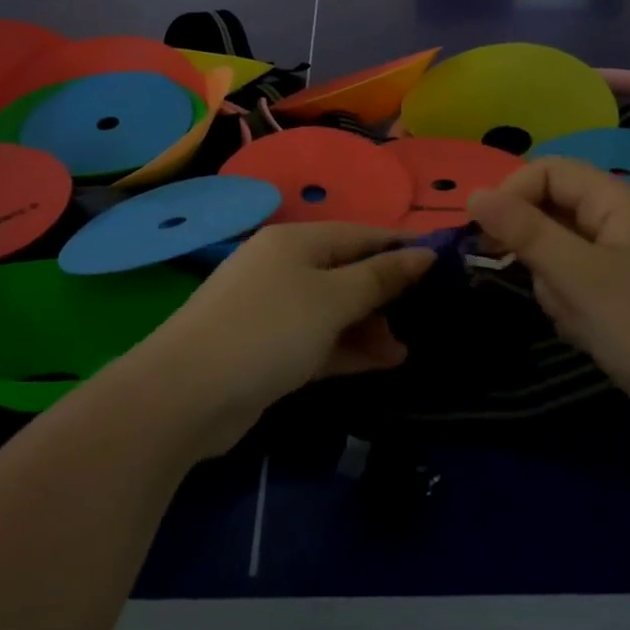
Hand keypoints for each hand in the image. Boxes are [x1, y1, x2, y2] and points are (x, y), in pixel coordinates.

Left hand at [128, 223, 435, 452]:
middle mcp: (283, 268)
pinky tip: (382, 363)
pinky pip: (318, 341)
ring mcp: (273, 311)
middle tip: (424, 318)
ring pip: (334, 310)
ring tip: (403, 351)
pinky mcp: (268, 350)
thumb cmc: (268, 330)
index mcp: (296, 242)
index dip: (400, 248)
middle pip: (347, 272)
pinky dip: (347, 349)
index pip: (360, 234)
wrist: (186, 394)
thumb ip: (379, 277)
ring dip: (369, 327)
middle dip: (385, 294)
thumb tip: (424, 253)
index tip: (443, 268)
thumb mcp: (332, 299)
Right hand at [468, 159, 629, 453]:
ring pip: (560, 254)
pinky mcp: (627, 297)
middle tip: (545, 288)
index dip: (512, 194)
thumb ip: (524, 232)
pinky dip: (572, 307)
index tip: (484, 237)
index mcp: (618, 201)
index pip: (548, 171)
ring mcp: (627, 261)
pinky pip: (579, 285)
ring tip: (577, 320)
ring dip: (554, 285)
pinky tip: (589, 335)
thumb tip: (473, 193)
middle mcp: (622, 222)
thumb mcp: (578, 277)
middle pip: (552, 212)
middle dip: (536, 251)